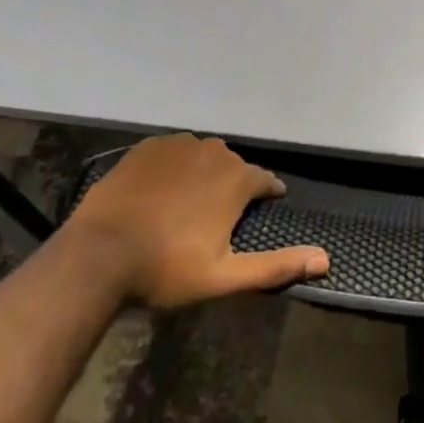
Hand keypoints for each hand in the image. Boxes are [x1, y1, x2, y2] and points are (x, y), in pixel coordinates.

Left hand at [66, 134, 328, 308]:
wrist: (98, 255)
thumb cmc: (166, 268)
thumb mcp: (224, 277)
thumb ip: (276, 266)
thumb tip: (325, 259)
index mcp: (237, 179)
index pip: (265, 181)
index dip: (266, 195)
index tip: (263, 209)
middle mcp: (214, 152)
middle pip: (233, 166)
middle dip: (232, 186)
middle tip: (216, 217)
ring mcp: (178, 145)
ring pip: (203, 155)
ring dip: (203, 173)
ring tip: (188, 203)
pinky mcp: (148, 147)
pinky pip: (172, 151)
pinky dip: (174, 166)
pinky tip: (161, 189)